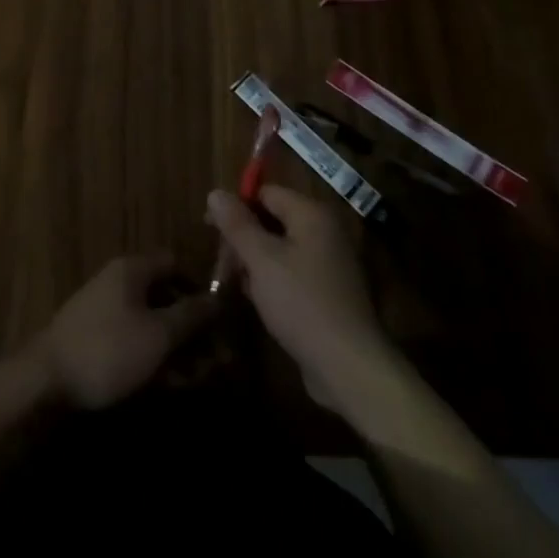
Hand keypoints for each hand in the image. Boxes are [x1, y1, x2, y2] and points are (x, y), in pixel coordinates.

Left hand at [31, 253, 215, 410]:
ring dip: (174, 345)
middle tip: (212, 358)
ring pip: (149, 321)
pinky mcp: (94, 337)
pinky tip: (165, 383)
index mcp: (132, 269)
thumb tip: (219, 298)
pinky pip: (132, 338)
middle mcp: (117, 282)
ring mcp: (103, 309)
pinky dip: (151, 355)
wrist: (44, 381)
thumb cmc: (108, 349)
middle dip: (190, 326)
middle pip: (164, 295)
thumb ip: (192, 314)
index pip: (175, 263)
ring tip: (194, 378)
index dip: (199, 286)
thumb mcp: (159, 333)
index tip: (219, 318)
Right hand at [206, 186, 394, 416]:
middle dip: (243, 238)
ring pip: (280, 249)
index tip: (210, 227)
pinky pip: (292, 273)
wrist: (348, 365)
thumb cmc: (301, 302)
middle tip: (220, 263)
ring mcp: (329, 263)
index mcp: (312, 215)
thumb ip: (236, 224)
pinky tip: (257, 300)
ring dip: (254, 262)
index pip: (266, 193)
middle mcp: (324, 232)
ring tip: (234, 283)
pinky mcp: (328, 292)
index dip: (236, 206)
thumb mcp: (261, 259)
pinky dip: (272, 280)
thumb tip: (215, 192)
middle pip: (273, 220)